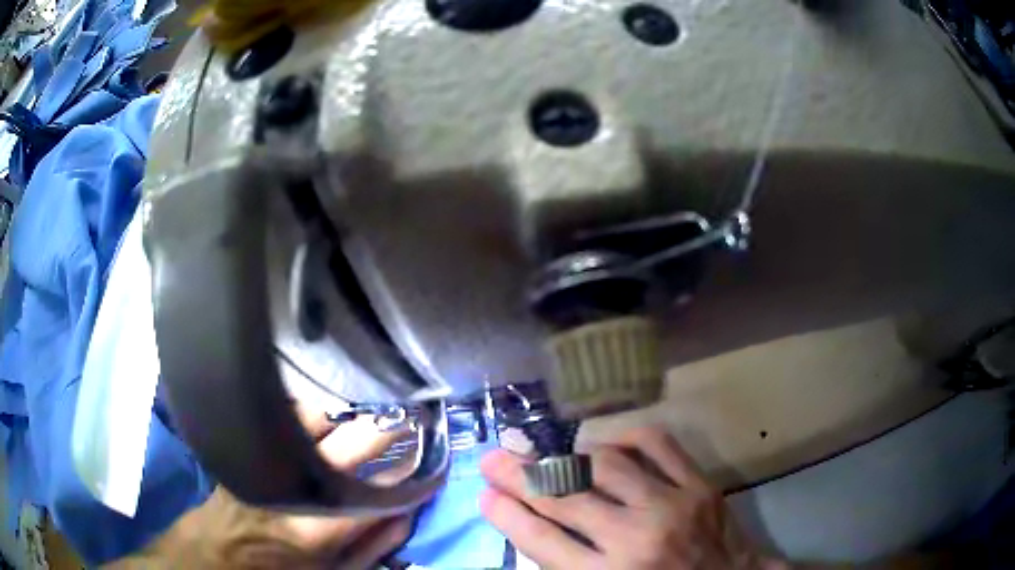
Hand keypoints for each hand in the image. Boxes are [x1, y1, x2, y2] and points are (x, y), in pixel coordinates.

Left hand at [111, 409, 417, 568]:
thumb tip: (408, 510)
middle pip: (351, 440)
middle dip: (385, 429)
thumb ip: (375, 546)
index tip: (426, 457)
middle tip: (403, 424)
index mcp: (320, 525)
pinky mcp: (249, 447)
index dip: (409, 469)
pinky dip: (311, 416)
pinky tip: (318, 427)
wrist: (216, 554)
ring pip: (315, 416)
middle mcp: (294, 483)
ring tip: (357, 427)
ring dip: (343, 418)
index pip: (380, 487)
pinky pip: (286, 416)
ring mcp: (267, 459)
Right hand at [479, 427, 786, 569]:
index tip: (484, 495)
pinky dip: (624, 435)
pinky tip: (603, 442)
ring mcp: (671, 506)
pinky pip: (657, 444)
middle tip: (492, 459)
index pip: (539, 540)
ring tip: (542, 453)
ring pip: (605, 465)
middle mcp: (634, 540)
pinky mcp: (699, 484)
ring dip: (565, 457)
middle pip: (563, 498)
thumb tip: (530, 527)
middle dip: (519, 476)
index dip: (505, 513)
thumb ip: (569, 566)